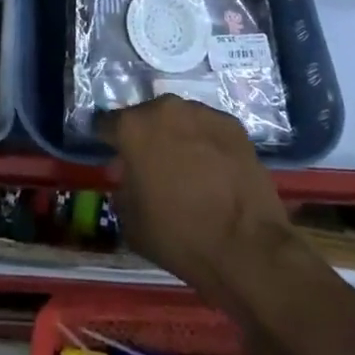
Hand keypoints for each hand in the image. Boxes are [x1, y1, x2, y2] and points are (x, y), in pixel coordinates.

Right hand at [100, 96, 291, 298]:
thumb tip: (128, 176)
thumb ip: (122, 189)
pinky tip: (215, 170)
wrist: (248, 246)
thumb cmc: (180, 236)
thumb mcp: (132, 223)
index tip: (114, 158)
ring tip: (188, 168)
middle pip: (145, 117)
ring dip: (177, 136)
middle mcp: (164, 108)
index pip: (106, 124)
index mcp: (132, 127)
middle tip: (153, 167)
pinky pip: (208, 128)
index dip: (108, 142)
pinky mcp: (232, 124)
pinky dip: (206, 143)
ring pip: (179, 119)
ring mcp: (201, 112)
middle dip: (145, 137)